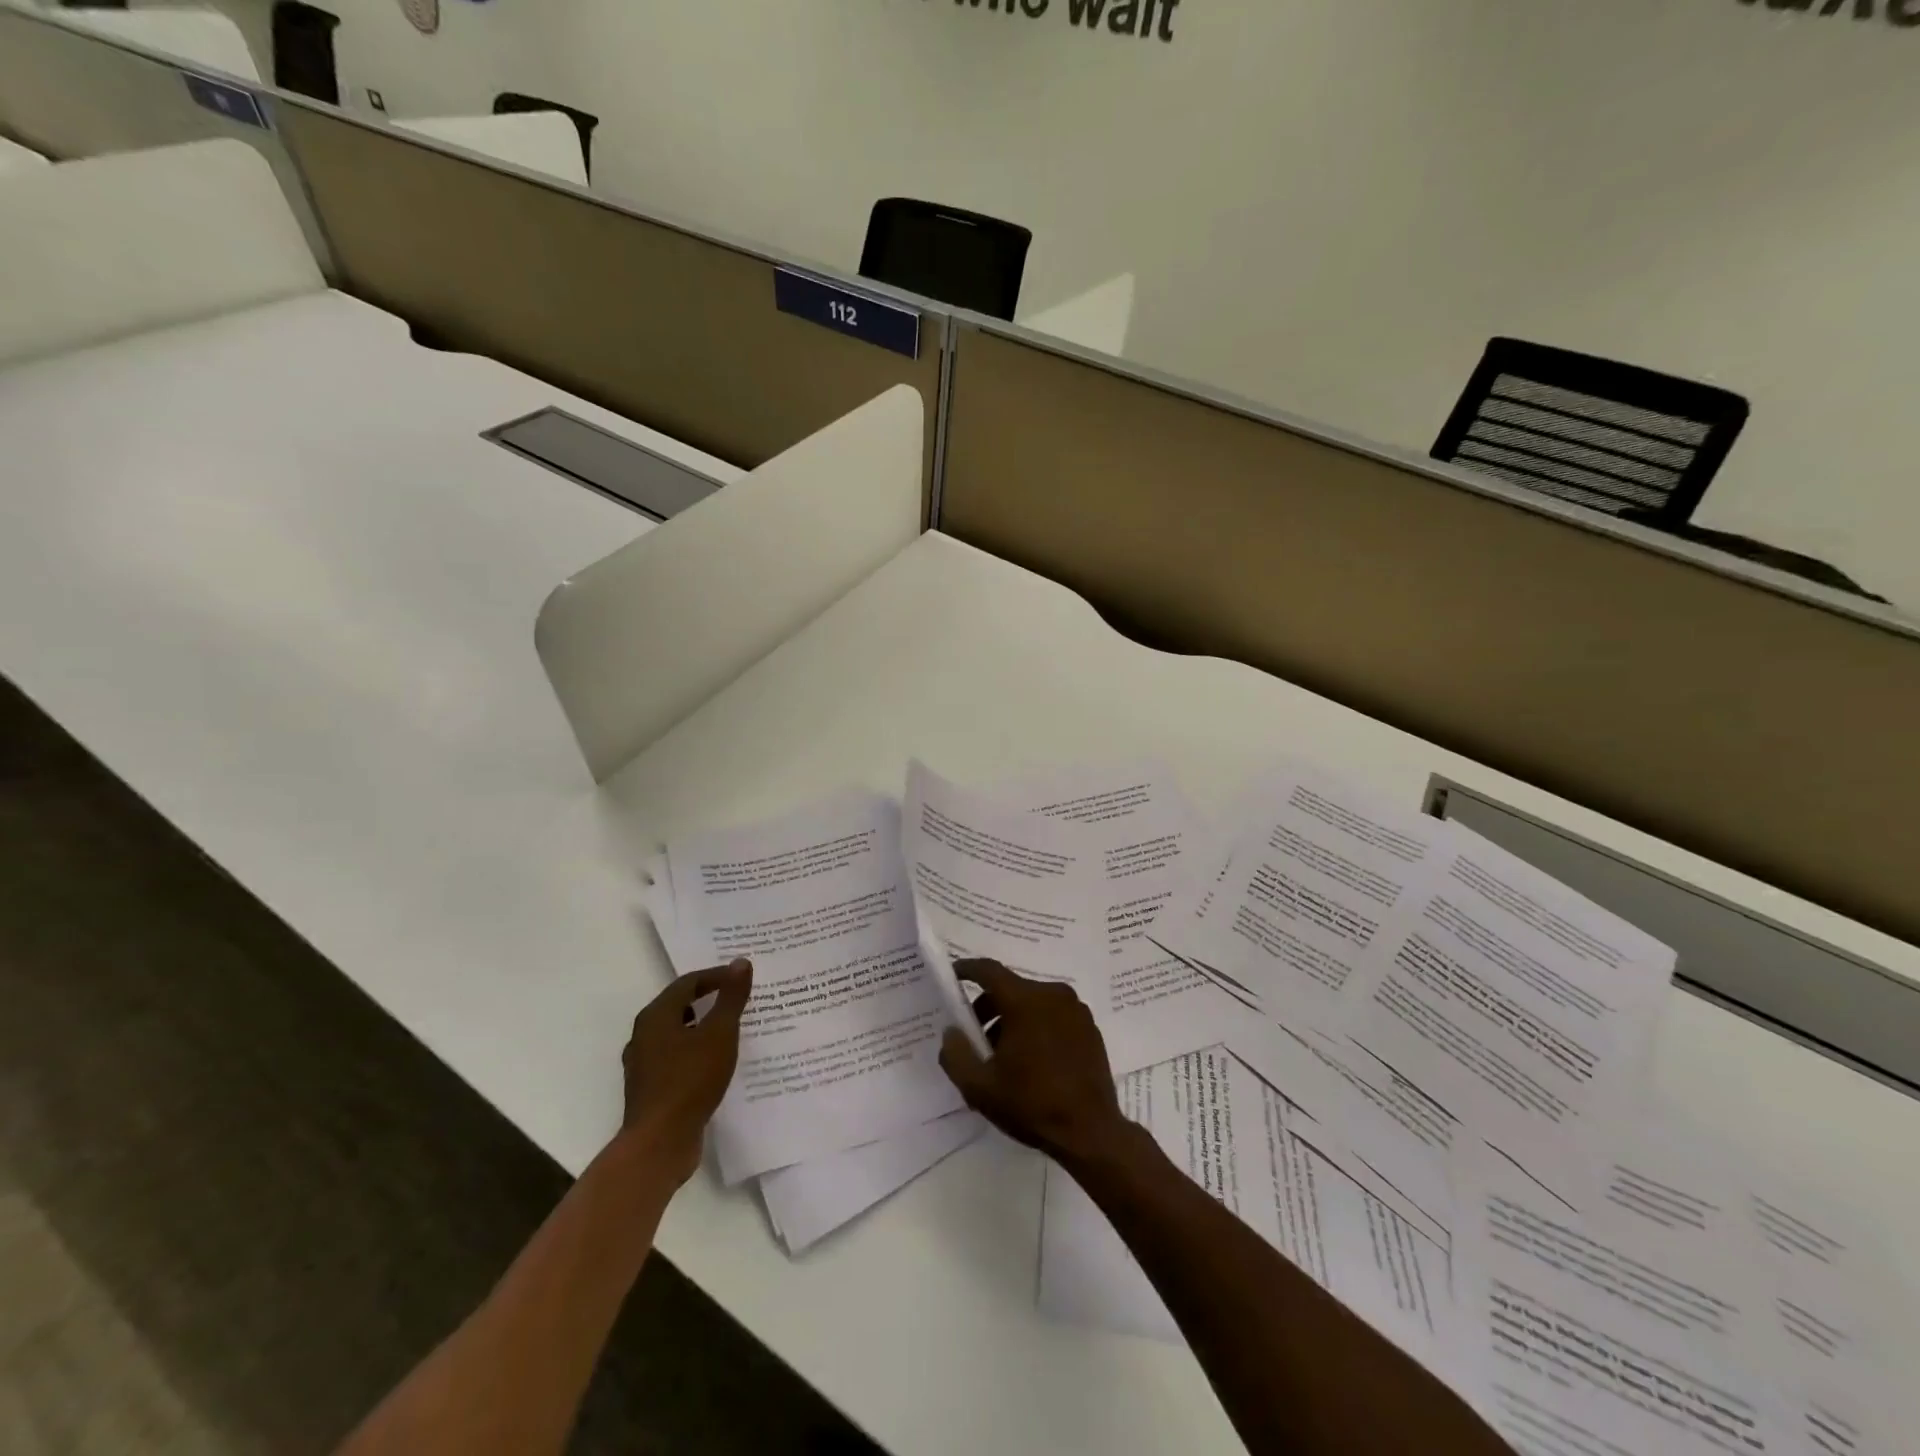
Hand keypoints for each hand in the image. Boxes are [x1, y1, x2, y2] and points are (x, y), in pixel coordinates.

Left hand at [619, 959, 752, 1183]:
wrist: (659, 1143)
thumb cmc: (690, 1080)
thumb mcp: (719, 1033)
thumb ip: (730, 998)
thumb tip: (740, 962)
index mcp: (656, 1016)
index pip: (688, 983)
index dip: (716, 976)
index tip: (742, 978)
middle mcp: (644, 1035)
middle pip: (679, 1006)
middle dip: (709, 1000)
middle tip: (738, 999)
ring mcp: (644, 1064)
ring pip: (677, 1033)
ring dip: (703, 1027)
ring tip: (731, 1030)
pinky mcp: (650, 1088)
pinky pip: (676, 1057)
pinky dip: (696, 1051)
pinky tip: (716, 1063)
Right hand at [937, 959, 1127, 1166]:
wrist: (1091, 1132)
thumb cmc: (1032, 1104)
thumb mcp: (980, 1087)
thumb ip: (956, 1055)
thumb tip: (952, 1032)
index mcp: (1025, 1000)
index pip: (989, 970)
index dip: (967, 969)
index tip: (953, 975)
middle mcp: (1052, 994)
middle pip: (1011, 989)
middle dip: (989, 1007)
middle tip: (975, 1037)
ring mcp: (1076, 1010)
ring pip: (1033, 1003)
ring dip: (1013, 1020)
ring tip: (1003, 1056)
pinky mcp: (1090, 1028)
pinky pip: (1054, 1015)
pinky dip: (1037, 1026)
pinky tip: (1033, 1061)